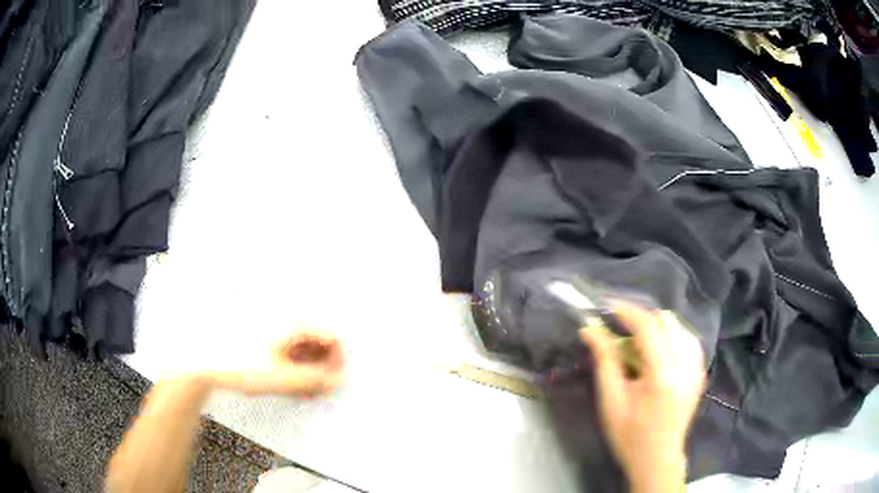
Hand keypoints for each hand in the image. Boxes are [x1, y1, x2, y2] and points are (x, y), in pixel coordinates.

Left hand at [215, 329, 345, 397]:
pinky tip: (289, 386)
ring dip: (309, 372)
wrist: (204, 359)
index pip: (331, 336)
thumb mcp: (281, 377)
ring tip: (303, 391)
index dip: (338, 360)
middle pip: (318, 343)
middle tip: (319, 390)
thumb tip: (340, 381)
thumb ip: (315, 380)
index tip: (336, 380)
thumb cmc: (240, 363)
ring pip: (304, 350)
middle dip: (322, 369)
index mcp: (292, 323)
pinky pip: (289, 354)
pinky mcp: (266, 341)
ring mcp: (275, 331)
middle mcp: (285, 322)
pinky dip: (294, 370)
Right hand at [579, 302, 704, 492]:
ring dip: (658, 329)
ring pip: (679, 327)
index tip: (609, 308)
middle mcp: (686, 366)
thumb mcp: (611, 400)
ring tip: (641, 349)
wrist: (658, 459)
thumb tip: (589, 328)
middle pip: (667, 321)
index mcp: (662, 376)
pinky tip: (659, 355)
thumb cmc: (629, 435)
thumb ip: (604, 360)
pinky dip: (672, 338)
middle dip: (642, 321)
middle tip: (623, 337)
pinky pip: (688, 340)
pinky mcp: (700, 372)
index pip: (649, 327)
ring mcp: (697, 368)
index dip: (628, 312)